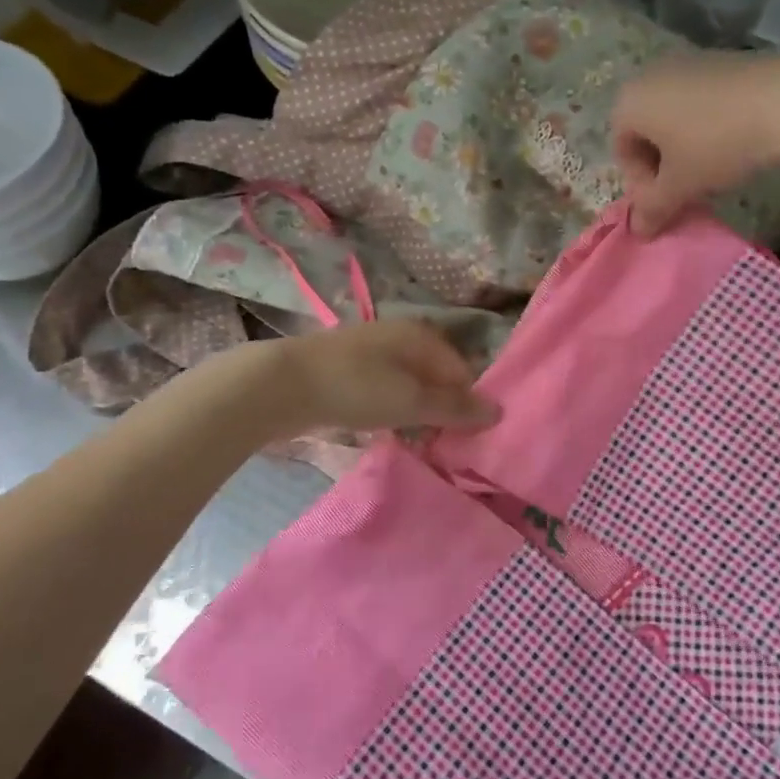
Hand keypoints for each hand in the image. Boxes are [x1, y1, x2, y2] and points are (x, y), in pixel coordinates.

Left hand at [263, 319, 500, 434]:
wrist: (280, 384)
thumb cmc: (356, 388)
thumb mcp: (412, 401)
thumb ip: (455, 407)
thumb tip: (498, 410)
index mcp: (421, 336)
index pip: (461, 370)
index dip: (467, 403)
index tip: (465, 437)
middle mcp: (399, 336)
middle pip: (435, 376)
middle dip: (442, 408)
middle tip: (442, 443)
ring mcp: (370, 351)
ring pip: (408, 384)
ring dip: (416, 412)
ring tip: (415, 441)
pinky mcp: (346, 369)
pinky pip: (383, 390)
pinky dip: (391, 409)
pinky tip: (384, 430)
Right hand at [611, 55, 779, 236]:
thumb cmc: (716, 144)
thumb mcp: (680, 185)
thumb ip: (653, 209)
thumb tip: (638, 231)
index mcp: (630, 101)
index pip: (622, 150)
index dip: (641, 183)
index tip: (668, 200)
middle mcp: (651, 74)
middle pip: (646, 130)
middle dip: (662, 164)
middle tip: (687, 188)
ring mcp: (689, 62)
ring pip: (675, 115)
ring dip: (685, 147)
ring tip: (713, 169)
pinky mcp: (723, 59)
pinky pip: (701, 100)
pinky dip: (708, 125)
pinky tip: (734, 143)